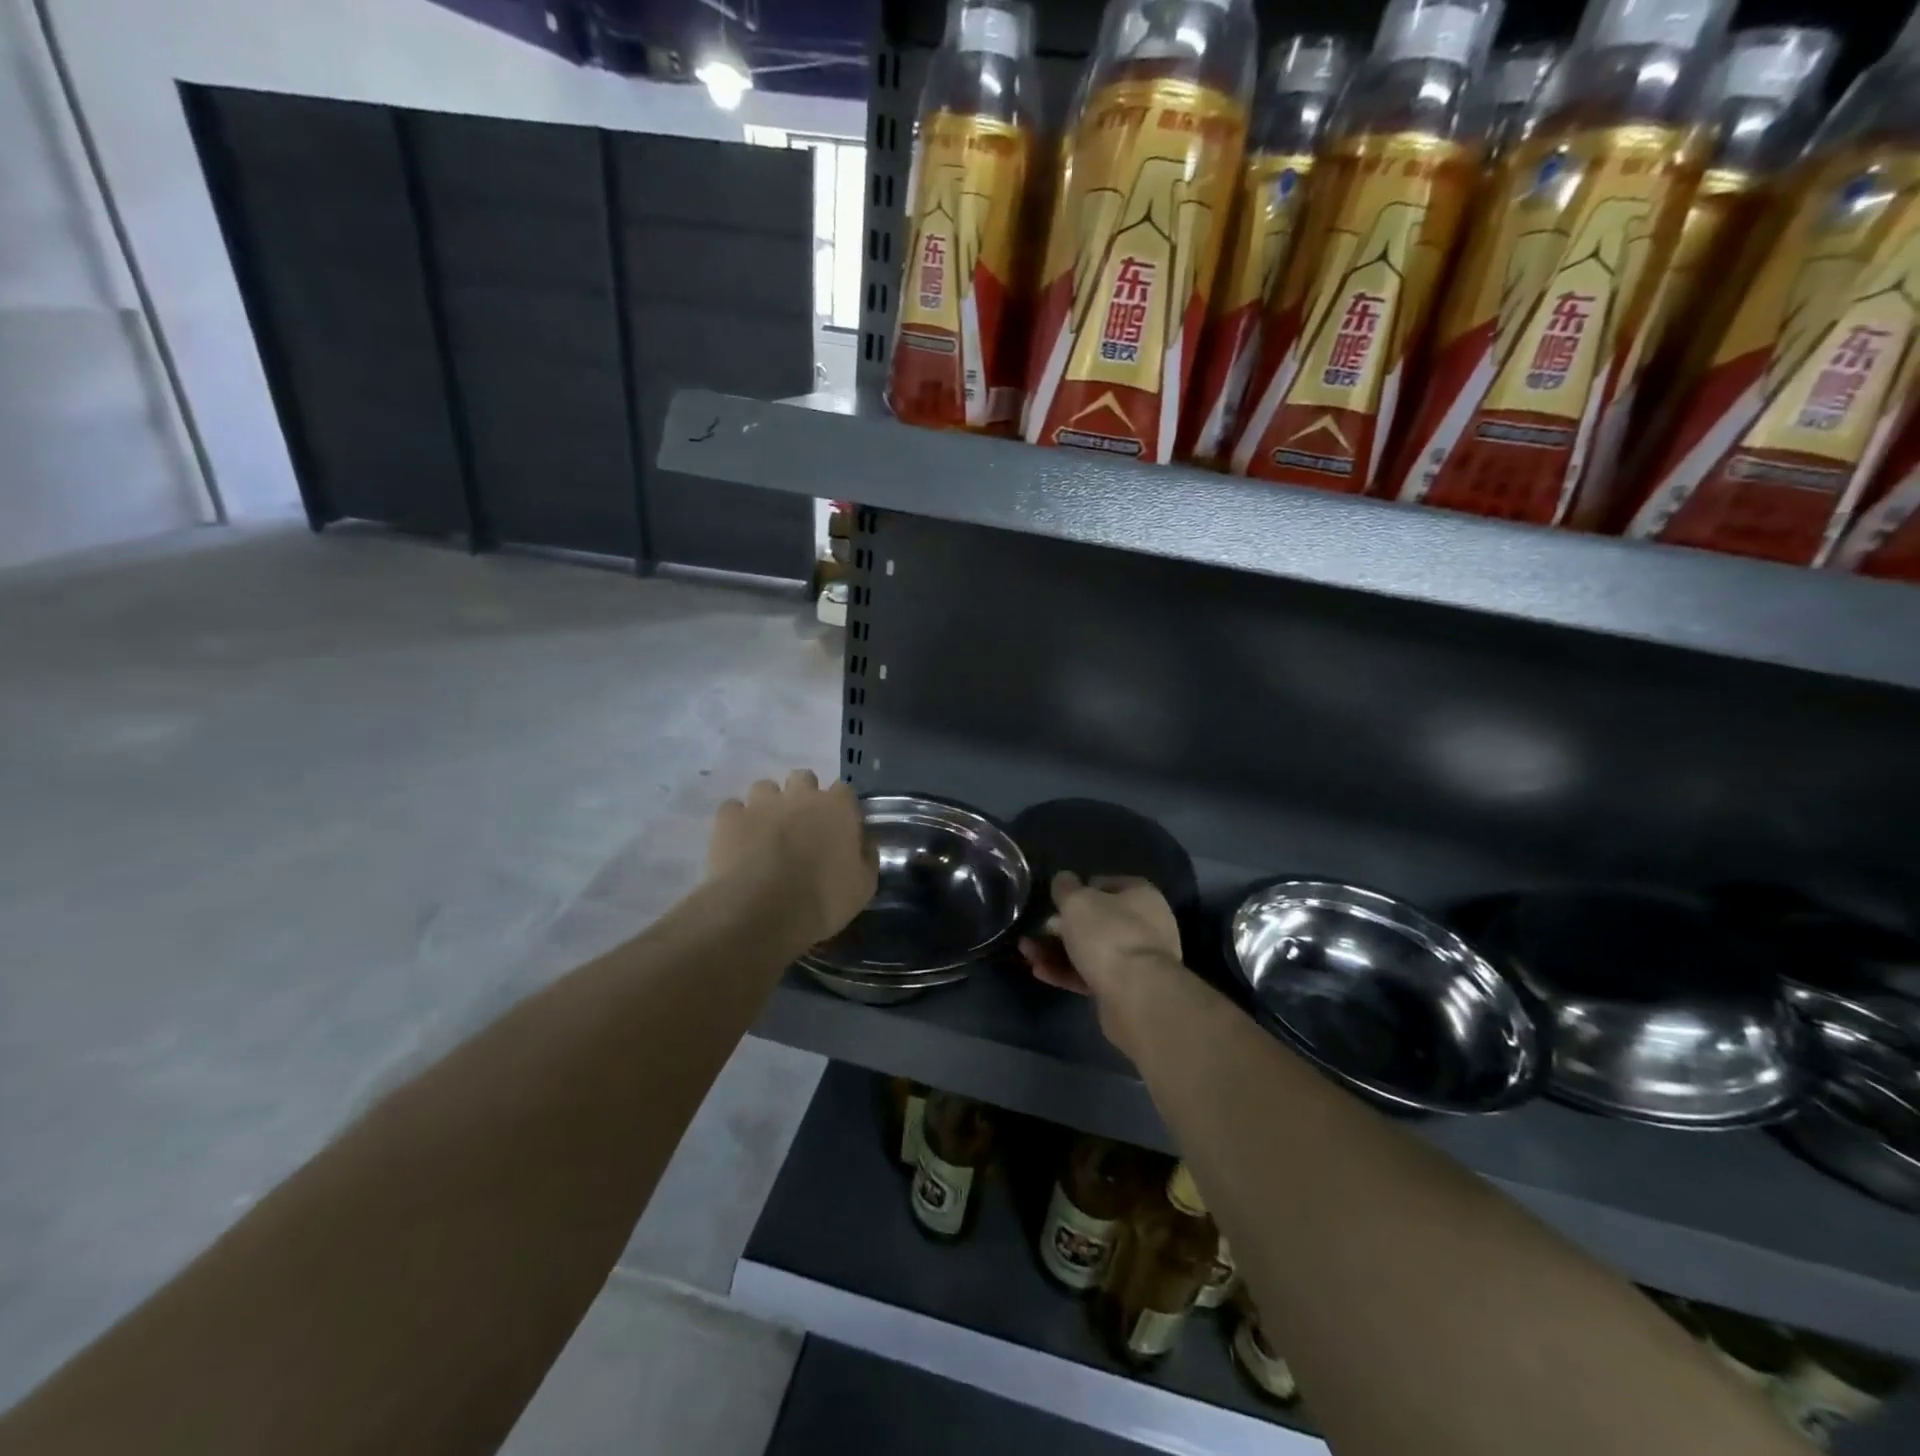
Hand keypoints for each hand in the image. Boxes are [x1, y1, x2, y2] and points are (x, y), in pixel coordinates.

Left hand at [708, 771, 876, 946]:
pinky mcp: (730, 818)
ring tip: (766, 831)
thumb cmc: (823, 899)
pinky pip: (733, 808)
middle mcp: (800, 795)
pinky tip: (739, 841)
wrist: (762, 910)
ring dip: (768, 804)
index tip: (839, 826)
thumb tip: (865, 843)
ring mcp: (762, 803)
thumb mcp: (863, 886)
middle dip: (803, 795)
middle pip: (804, 778)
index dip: (840, 806)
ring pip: (765, 787)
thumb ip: (867, 857)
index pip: (844, 790)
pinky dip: (737, 821)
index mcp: (837, 807)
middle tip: (802, 825)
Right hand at [1020, 873, 1182, 1059]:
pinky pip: (1092, 974)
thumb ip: (1066, 888)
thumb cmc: (1108, 935)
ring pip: (1091, 950)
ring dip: (1058, 950)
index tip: (1056, 900)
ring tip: (1027, 953)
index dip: (1079, 889)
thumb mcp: (1077, 901)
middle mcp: (1145, 925)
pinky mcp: (1126, 989)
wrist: (1137, 996)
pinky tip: (1040, 971)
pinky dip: (1067, 972)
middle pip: (1097, 920)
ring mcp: (1137, 960)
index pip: (1106, 884)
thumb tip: (1063, 879)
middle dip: (1063, 925)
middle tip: (1038, 930)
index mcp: (1141, 895)